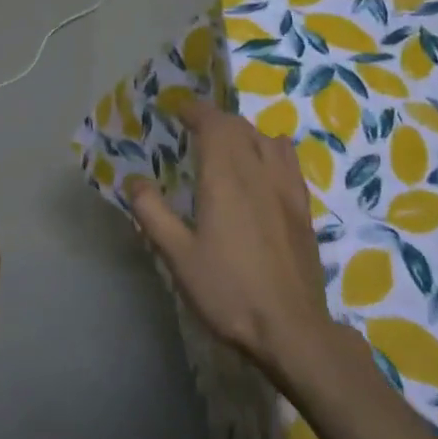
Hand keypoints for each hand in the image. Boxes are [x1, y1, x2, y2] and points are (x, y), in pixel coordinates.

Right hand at [127, 100, 332, 380]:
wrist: (292, 329)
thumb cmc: (228, 291)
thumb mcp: (178, 256)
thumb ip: (153, 213)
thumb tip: (133, 180)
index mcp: (226, 178)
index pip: (213, 124)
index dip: (195, 110)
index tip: (177, 109)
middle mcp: (259, 172)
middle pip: (240, 127)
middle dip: (215, 119)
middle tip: (194, 128)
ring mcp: (287, 189)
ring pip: (267, 139)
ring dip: (244, 132)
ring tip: (228, 145)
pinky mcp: (303, 209)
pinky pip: (288, 161)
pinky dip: (270, 150)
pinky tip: (263, 169)